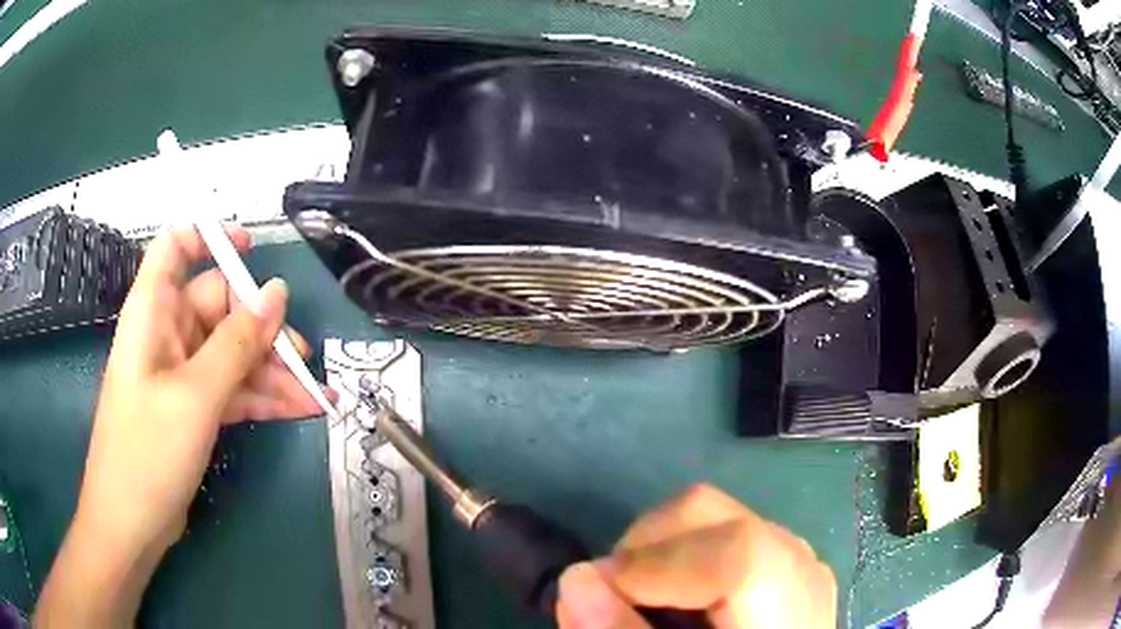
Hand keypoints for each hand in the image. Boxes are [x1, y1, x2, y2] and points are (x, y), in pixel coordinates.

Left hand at [36, 226, 326, 626]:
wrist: (131, 523)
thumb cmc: (148, 451)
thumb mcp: (195, 396)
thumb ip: (237, 343)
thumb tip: (277, 293)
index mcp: (154, 312)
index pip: (176, 247)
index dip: (210, 238)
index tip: (253, 251)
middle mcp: (167, 333)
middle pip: (219, 307)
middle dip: (263, 330)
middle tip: (304, 360)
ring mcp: (180, 373)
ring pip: (232, 353)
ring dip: (271, 372)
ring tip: (315, 396)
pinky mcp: (192, 408)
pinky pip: (232, 389)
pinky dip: (262, 398)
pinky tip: (298, 411)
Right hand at [556, 484, 835, 628]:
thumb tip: (575, 576)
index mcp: (787, 616)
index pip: (736, 554)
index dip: (655, 564)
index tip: (596, 591)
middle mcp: (803, 573)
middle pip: (719, 516)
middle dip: (645, 545)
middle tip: (612, 596)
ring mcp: (798, 559)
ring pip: (719, 515)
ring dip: (660, 548)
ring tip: (640, 598)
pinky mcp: (785, 560)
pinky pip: (727, 529)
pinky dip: (684, 553)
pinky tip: (675, 597)